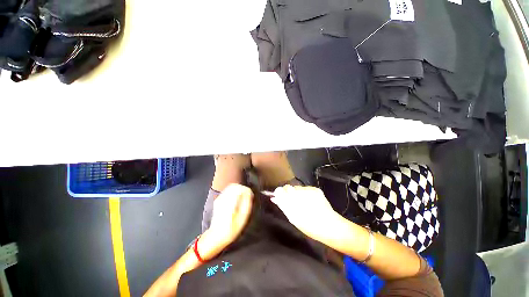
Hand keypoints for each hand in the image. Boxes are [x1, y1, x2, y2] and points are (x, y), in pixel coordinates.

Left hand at [208, 184, 252, 248]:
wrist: (216, 236)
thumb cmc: (231, 229)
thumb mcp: (242, 218)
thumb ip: (247, 203)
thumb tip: (249, 193)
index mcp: (230, 202)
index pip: (240, 188)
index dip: (247, 190)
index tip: (250, 195)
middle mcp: (224, 198)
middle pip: (235, 186)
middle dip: (242, 189)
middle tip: (247, 196)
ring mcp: (219, 198)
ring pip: (231, 187)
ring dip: (238, 190)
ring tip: (242, 198)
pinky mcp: (218, 200)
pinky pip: (227, 191)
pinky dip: (234, 192)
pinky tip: (236, 200)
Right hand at [271, 185, 337, 241]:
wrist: (331, 226)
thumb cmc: (309, 226)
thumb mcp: (293, 218)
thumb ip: (283, 206)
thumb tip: (274, 198)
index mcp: (294, 200)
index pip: (281, 190)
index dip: (278, 193)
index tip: (278, 197)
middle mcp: (301, 192)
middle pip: (288, 187)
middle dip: (287, 193)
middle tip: (291, 202)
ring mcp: (309, 189)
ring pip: (297, 188)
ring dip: (296, 193)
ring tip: (301, 203)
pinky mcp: (316, 189)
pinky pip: (305, 189)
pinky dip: (304, 194)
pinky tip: (309, 202)